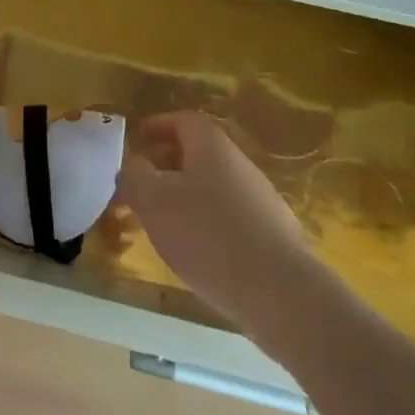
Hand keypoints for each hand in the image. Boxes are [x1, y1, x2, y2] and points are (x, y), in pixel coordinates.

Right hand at [118, 111, 314, 342]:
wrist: (281, 294)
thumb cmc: (208, 235)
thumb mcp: (154, 201)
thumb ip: (134, 177)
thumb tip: (133, 165)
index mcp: (212, 148)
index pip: (184, 120)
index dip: (157, 125)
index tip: (136, 140)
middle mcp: (241, 167)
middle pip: (199, 154)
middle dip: (166, 165)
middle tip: (140, 186)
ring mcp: (262, 203)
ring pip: (213, 188)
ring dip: (184, 197)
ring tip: (161, 224)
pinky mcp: (273, 239)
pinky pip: (230, 219)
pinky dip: (206, 225)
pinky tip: (195, 252)